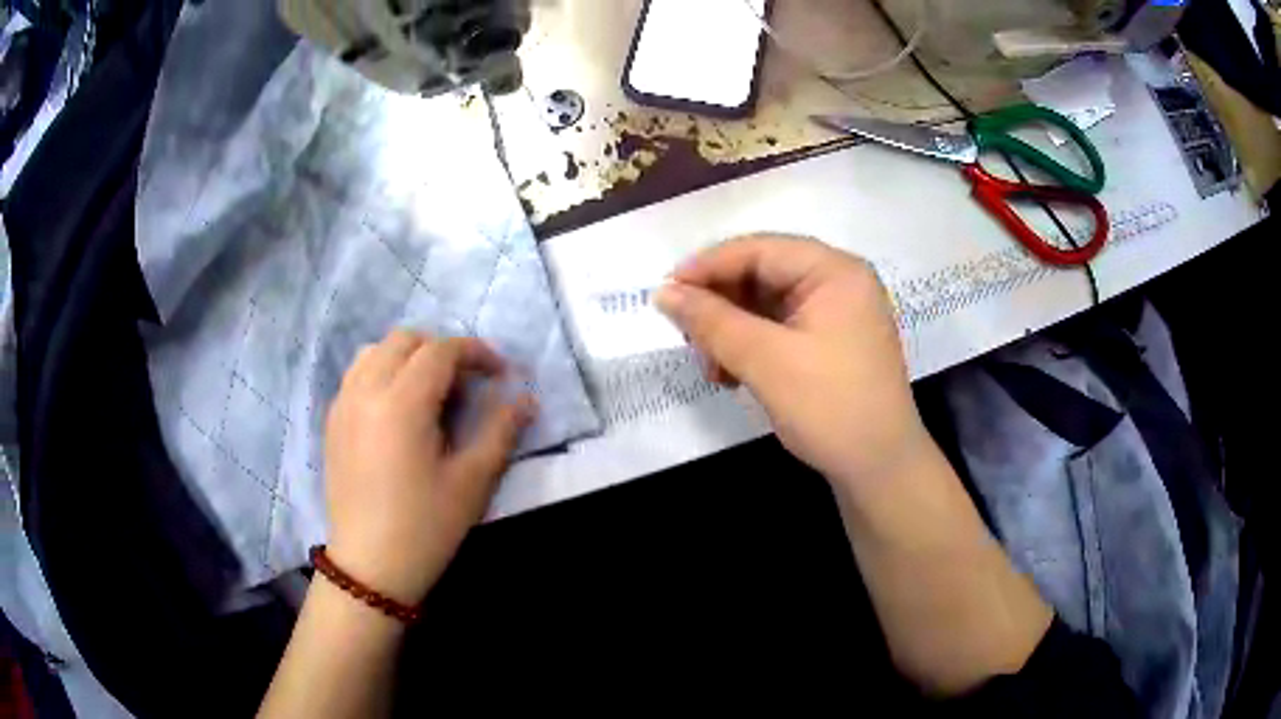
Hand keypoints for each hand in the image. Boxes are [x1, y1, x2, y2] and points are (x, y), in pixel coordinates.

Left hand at [323, 330, 533, 605]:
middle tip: (466, 383)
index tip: (499, 374)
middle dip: (441, 350)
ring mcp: (343, 404)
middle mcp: (366, 391)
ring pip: (375, 352)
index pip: (440, 351)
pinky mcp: (332, 422)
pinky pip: (357, 375)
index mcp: (401, 403)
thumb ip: (500, 431)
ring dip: (407, 357)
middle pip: (404, 340)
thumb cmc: (425, 527)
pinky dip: (382, 373)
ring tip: (430, 391)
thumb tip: (526, 399)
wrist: (370, 567)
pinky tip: (398, 410)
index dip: (475, 352)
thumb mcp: (472, 481)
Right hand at [656, 235, 927, 490]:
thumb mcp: (765, 361)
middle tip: (689, 339)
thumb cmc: (830, 407)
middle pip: (763, 275)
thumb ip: (712, 321)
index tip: (665, 293)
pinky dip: (752, 348)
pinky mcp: (831, 344)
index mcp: (835, 271)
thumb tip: (664, 293)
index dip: (708, 266)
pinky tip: (733, 375)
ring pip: (767, 306)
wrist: (879, 469)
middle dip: (721, 306)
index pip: (760, 250)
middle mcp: (839, 283)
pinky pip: (780, 330)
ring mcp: (837, 315)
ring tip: (712, 368)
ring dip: (732, 332)